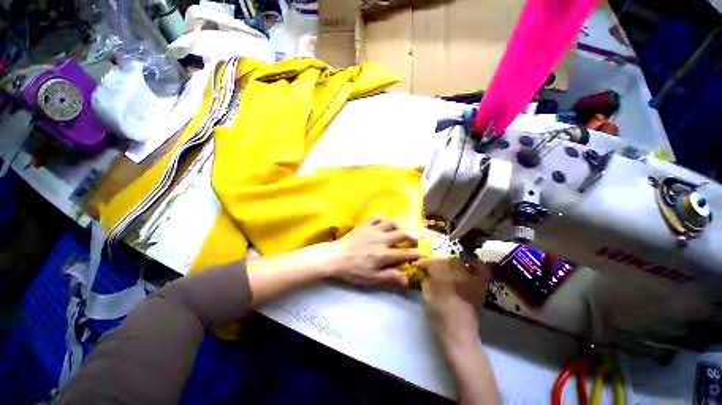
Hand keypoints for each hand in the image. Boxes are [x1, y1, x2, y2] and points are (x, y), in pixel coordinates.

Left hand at [327, 217, 424, 287]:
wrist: (335, 257)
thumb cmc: (353, 271)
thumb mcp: (371, 279)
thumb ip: (390, 278)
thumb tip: (407, 279)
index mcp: (384, 254)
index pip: (405, 253)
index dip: (416, 254)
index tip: (422, 254)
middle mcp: (382, 240)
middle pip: (402, 234)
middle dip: (411, 237)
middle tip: (414, 240)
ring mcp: (373, 230)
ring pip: (391, 223)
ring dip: (398, 227)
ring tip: (398, 231)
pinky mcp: (365, 225)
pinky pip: (376, 218)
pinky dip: (382, 219)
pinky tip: (382, 223)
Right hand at [415, 258, 491, 345]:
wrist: (459, 337)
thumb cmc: (439, 319)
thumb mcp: (426, 298)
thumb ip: (426, 282)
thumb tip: (426, 273)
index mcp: (442, 280)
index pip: (432, 263)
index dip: (424, 263)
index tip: (418, 265)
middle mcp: (458, 277)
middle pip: (447, 260)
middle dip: (437, 261)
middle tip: (431, 267)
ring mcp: (471, 281)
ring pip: (462, 263)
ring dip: (452, 262)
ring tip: (446, 266)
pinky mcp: (479, 288)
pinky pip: (481, 271)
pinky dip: (476, 265)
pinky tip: (469, 265)